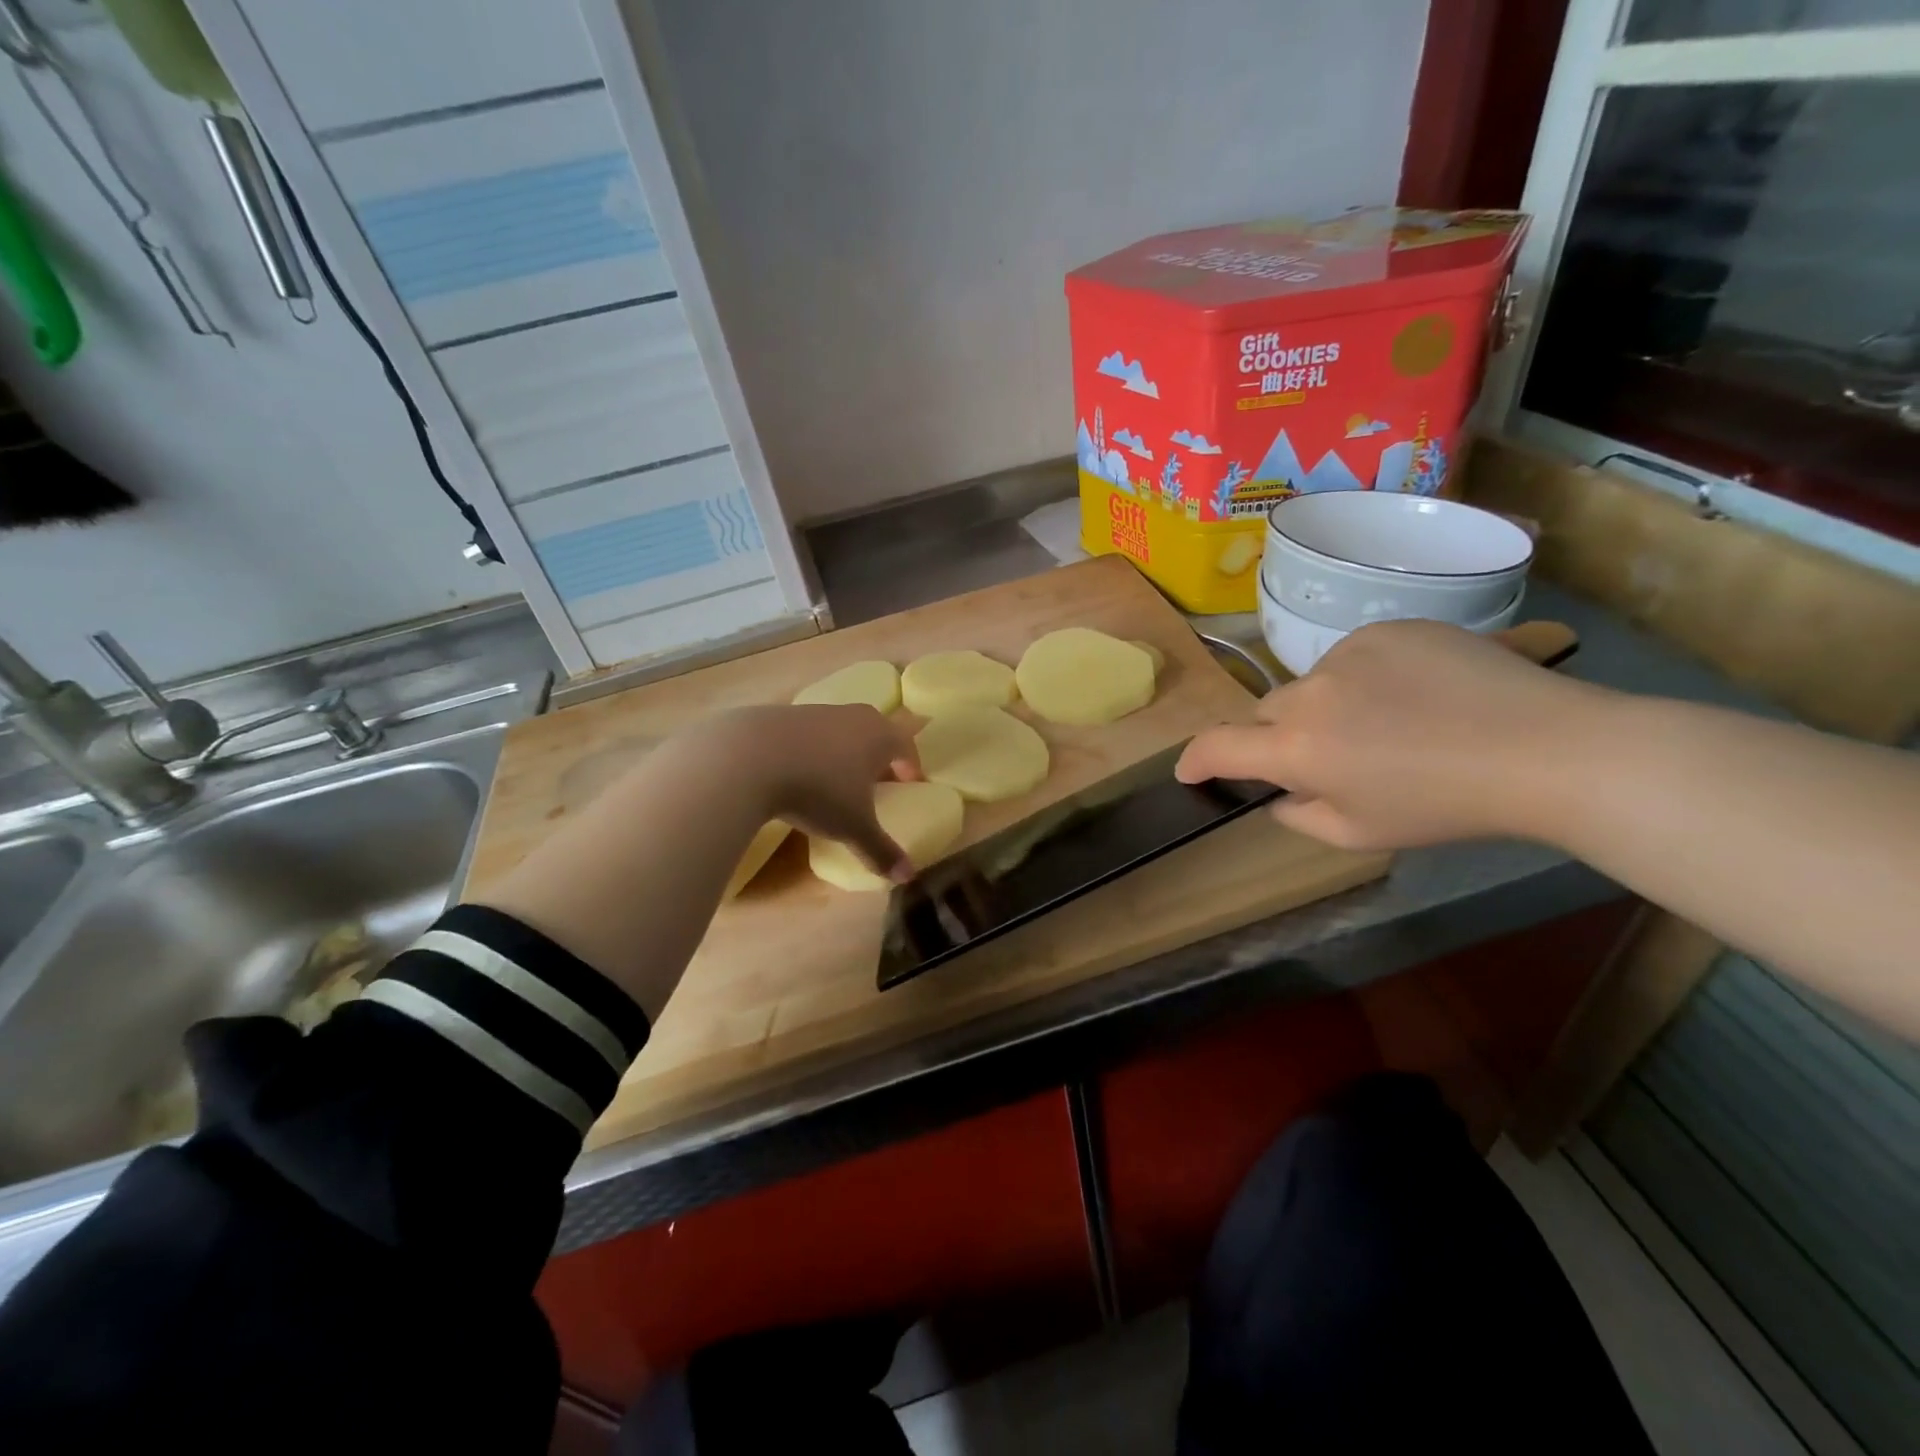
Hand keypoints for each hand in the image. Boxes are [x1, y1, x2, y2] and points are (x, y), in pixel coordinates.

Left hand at [703, 704, 922, 879]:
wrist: (749, 757)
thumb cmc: (818, 790)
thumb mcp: (853, 826)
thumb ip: (881, 850)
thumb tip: (908, 877)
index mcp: (879, 735)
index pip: (905, 744)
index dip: (910, 765)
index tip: (910, 782)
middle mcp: (852, 716)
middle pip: (875, 729)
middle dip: (879, 752)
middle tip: (877, 776)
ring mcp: (814, 712)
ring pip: (840, 728)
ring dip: (843, 749)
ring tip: (835, 776)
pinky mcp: (780, 714)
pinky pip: (807, 732)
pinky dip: (810, 749)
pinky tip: (796, 771)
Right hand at [1176, 620, 1609, 849]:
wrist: (1547, 749)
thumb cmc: (1446, 807)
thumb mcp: (1360, 835)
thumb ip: (1298, 815)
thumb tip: (1280, 792)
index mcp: (1298, 749)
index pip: (1217, 746)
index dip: (1195, 759)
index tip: (1191, 770)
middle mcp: (1310, 693)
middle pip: (1266, 713)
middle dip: (1278, 737)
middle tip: (1326, 759)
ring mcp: (1348, 652)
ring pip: (1311, 684)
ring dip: (1325, 706)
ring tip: (1386, 725)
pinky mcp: (1388, 628)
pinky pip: (1352, 656)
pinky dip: (1364, 678)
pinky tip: (1414, 695)